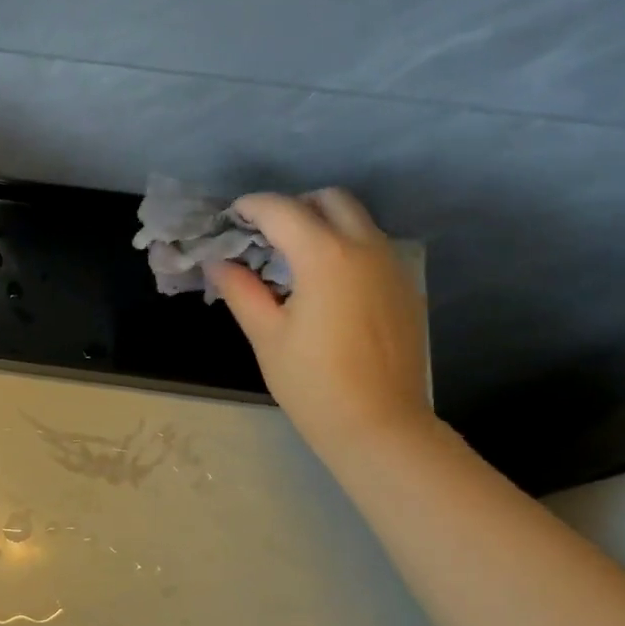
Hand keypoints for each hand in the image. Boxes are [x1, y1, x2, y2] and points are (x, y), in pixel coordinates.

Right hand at [211, 189, 433, 458]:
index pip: (282, 210)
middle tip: (267, 235)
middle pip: (331, 200)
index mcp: (325, 256)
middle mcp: (365, 247)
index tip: (232, 217)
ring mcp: (392, 266)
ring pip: (358, 222)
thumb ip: (241, 291)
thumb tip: (218, 263)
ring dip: (324, 225)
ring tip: (295, 260)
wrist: (379, 425)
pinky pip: (374, 248)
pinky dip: (347, 248)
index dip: (252, 207)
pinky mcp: (406, 288)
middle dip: (295, 206)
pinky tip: (329, 287)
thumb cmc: (313, 384)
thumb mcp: (267, 336)